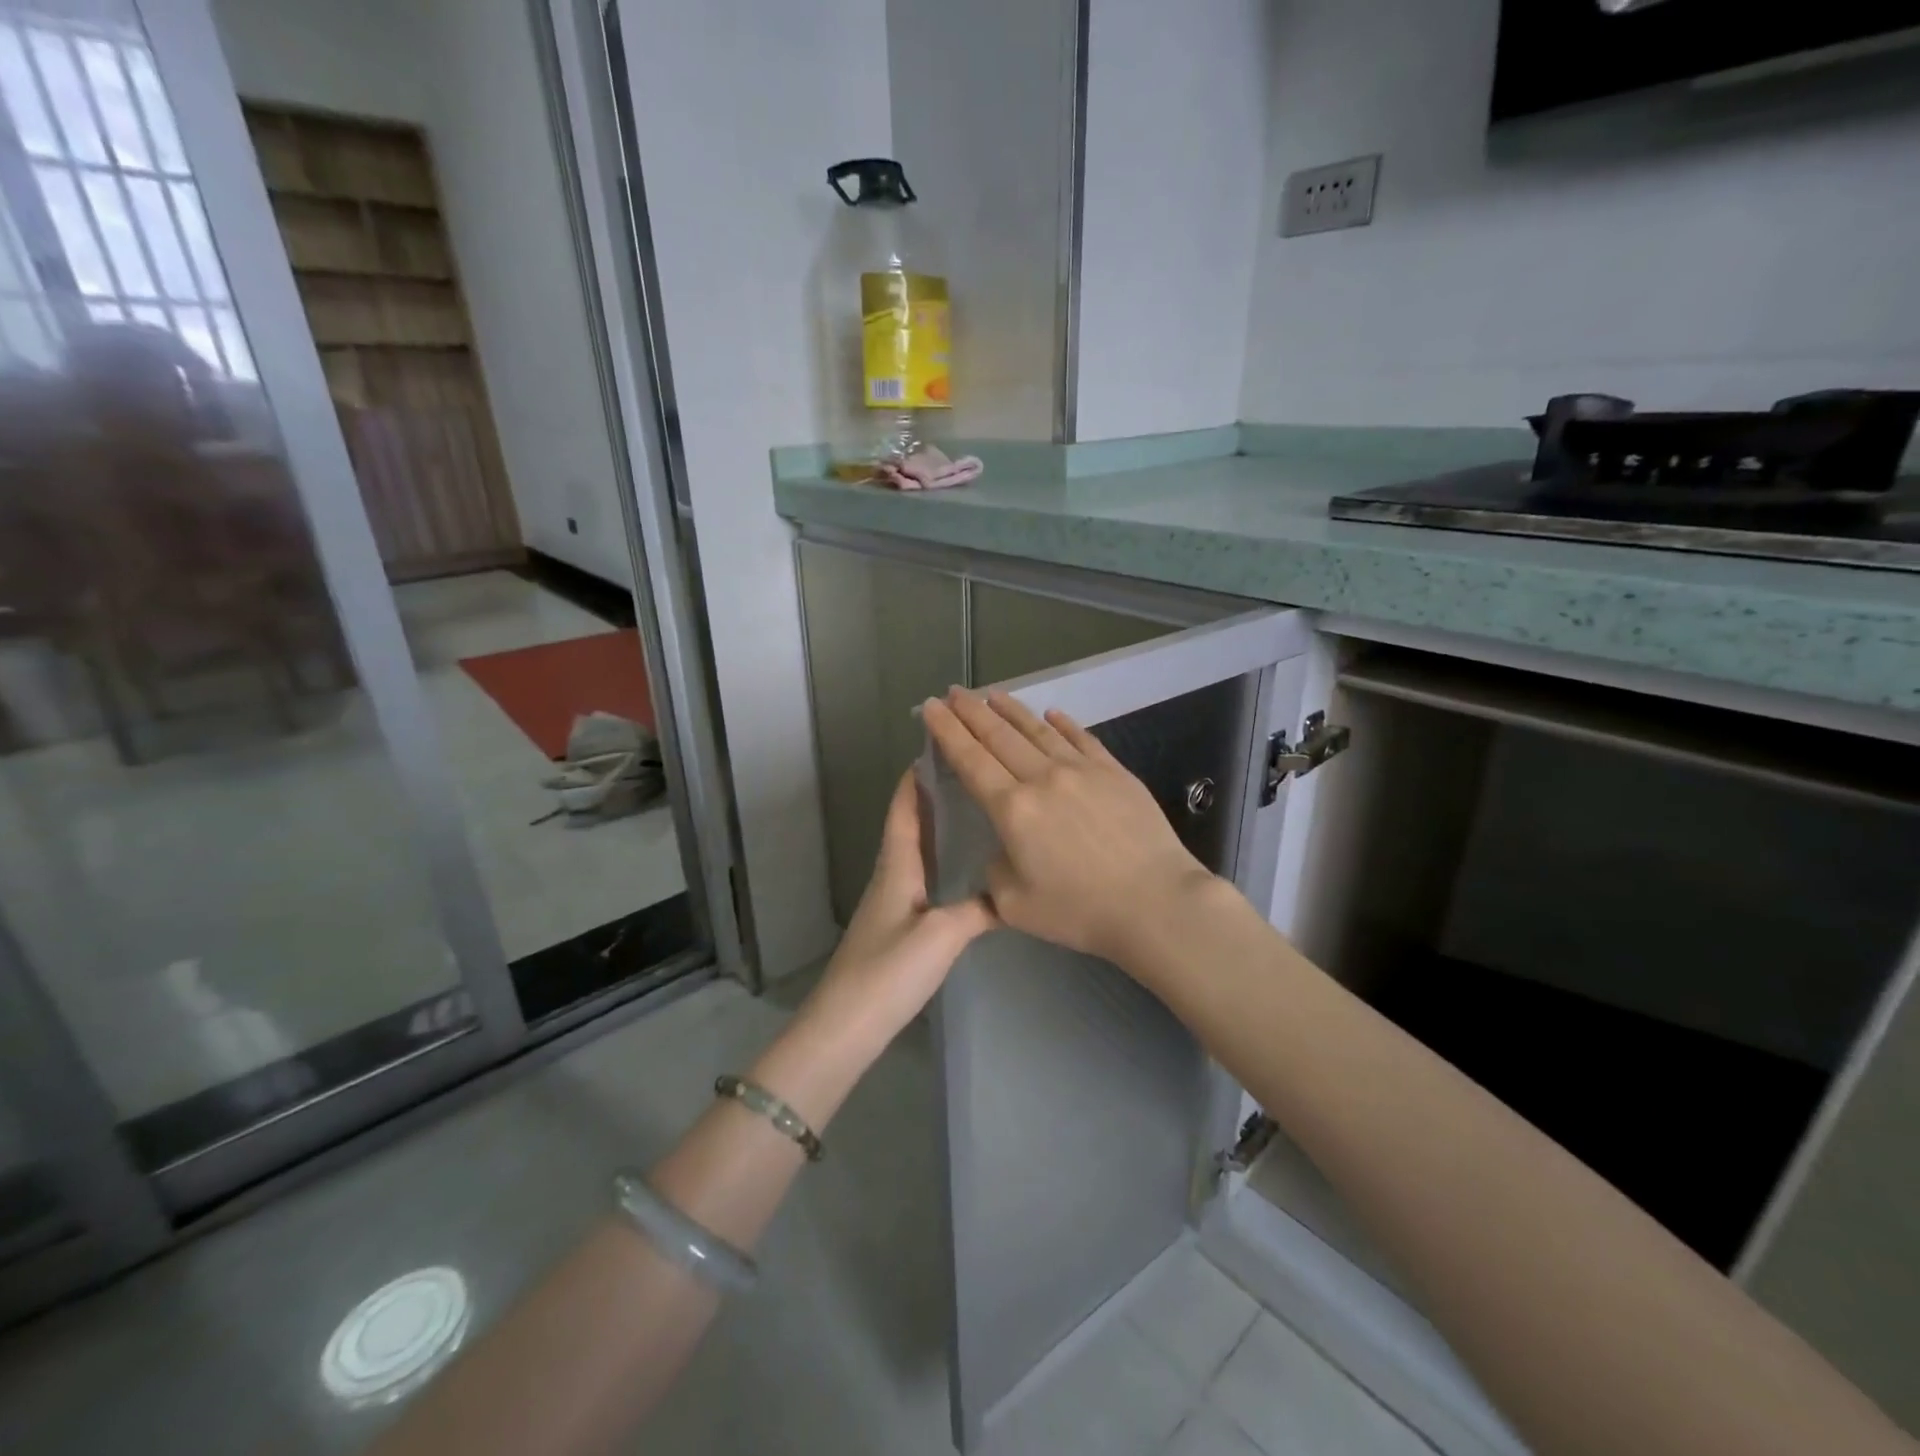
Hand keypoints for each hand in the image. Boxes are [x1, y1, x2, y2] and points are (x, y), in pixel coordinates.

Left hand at [795, 769, 996, 1057]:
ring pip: (915, 852)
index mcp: (896, 867)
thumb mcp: (943, 935)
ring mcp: (891, 903)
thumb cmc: (889, 971)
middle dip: (931, 797)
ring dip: (936, 828)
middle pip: (909, 826)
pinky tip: (961, 871)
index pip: (903, 810)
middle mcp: (890, 876)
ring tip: (972, 812)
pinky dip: (938, 862)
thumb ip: (979, 910)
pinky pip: (920, 879)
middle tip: (968, 776)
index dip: (915, 779)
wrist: (846, 1026)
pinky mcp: (896, 927)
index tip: (937, 749)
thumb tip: (1011, 893)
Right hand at [922, 689, 1216, 965]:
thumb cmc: (1080, 911)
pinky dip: (1063, 723)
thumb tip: (1004, 848)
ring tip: (992, 694)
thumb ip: (995, 871)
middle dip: (970, 711)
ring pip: (1038, 730)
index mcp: (1012, 809)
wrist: (1156, 903)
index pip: (970, 759)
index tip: (930, 708)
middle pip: (999, 736)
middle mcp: (1043, 777)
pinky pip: (1082, 738)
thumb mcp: (1015, 905)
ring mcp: (1082, 770)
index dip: (947, 731)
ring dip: (1011, 709)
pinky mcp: (1115, 772)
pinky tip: (1052, 713)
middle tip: (952, 691)